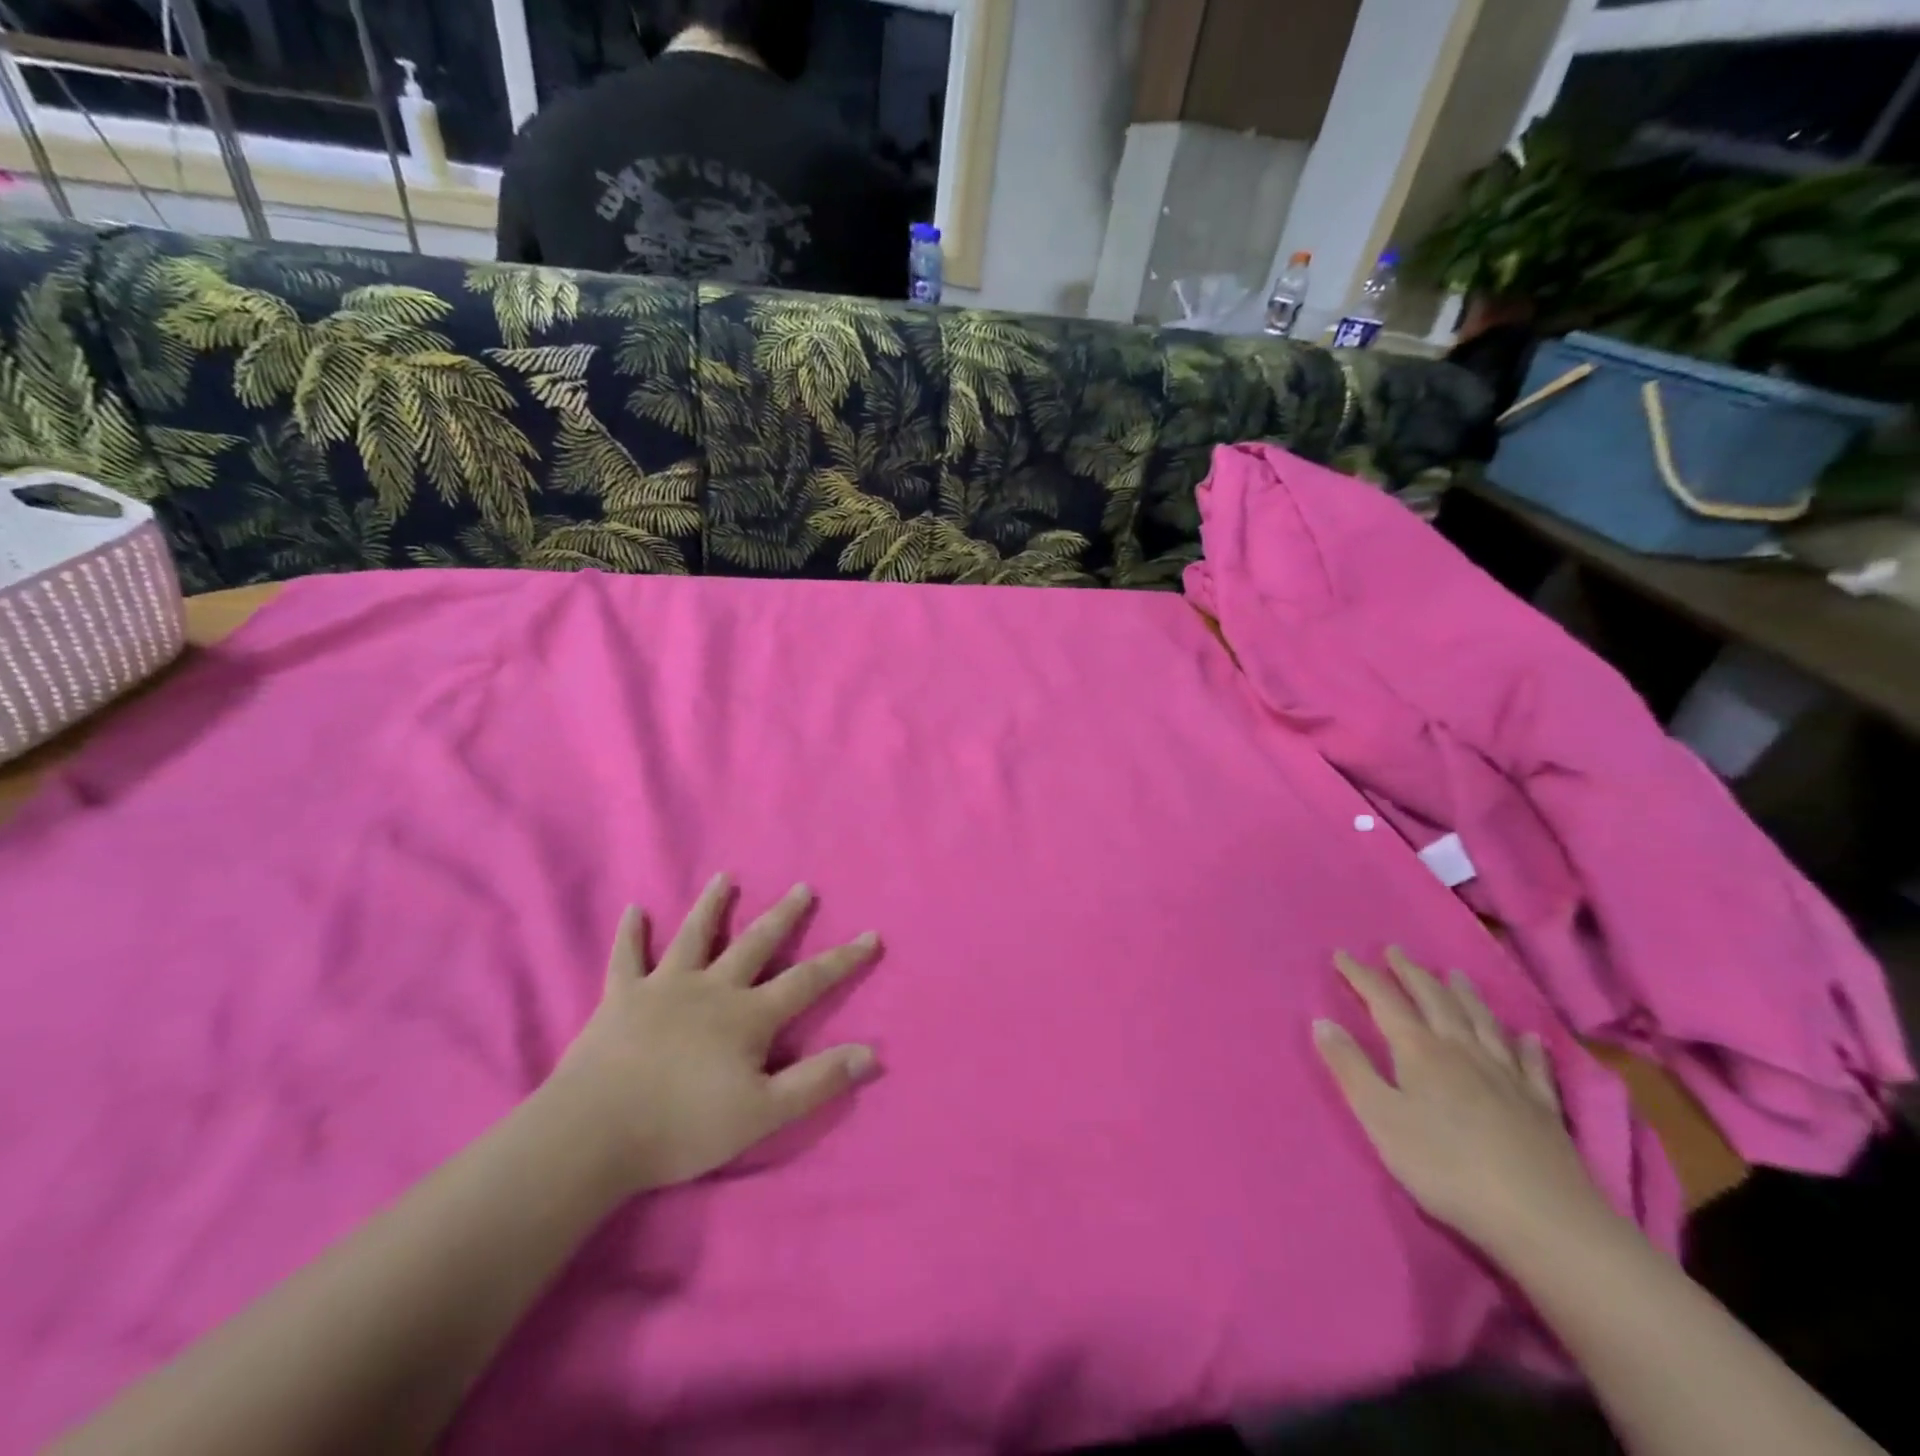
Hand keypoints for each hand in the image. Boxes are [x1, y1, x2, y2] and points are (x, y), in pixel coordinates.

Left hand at [546, 875, 880, 1196]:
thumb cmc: (683, 1127)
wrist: (594, 1133)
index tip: (871, 936)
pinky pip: (627, 958)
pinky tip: (633, 910)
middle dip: (784, 916)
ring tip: (724, 877)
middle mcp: (711, 989)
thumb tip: (873, 1054)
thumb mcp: (763, 1114)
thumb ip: (818, 1082)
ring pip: (694, 936)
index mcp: (748, 1016)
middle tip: (803, 887)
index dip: (843, 960)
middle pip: (756, 943)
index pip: (808, 980)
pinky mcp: (620, 998)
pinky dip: (630, 934)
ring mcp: (663, 987)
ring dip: (711, 905)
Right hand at [1313, 948, 1611, 1261]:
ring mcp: (1507, 1076)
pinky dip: (1526, 1045)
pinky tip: (1528, 1036)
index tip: (1341, 954)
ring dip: (1465, 995)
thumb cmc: (1445, 1167)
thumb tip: (1321, 1020)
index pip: (1384, 1000)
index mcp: (1419, 1051)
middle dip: (1411, 973)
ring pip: (1482, 1021)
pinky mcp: (1542, 1106)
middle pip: (1434, 1000)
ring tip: (1455, 974)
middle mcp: (1462, 1050)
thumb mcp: (1380, 1118)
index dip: (1361, 975)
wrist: (1542, 1219)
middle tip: (1396, 951)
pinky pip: (1533, 1064)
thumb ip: (1350, 1067)